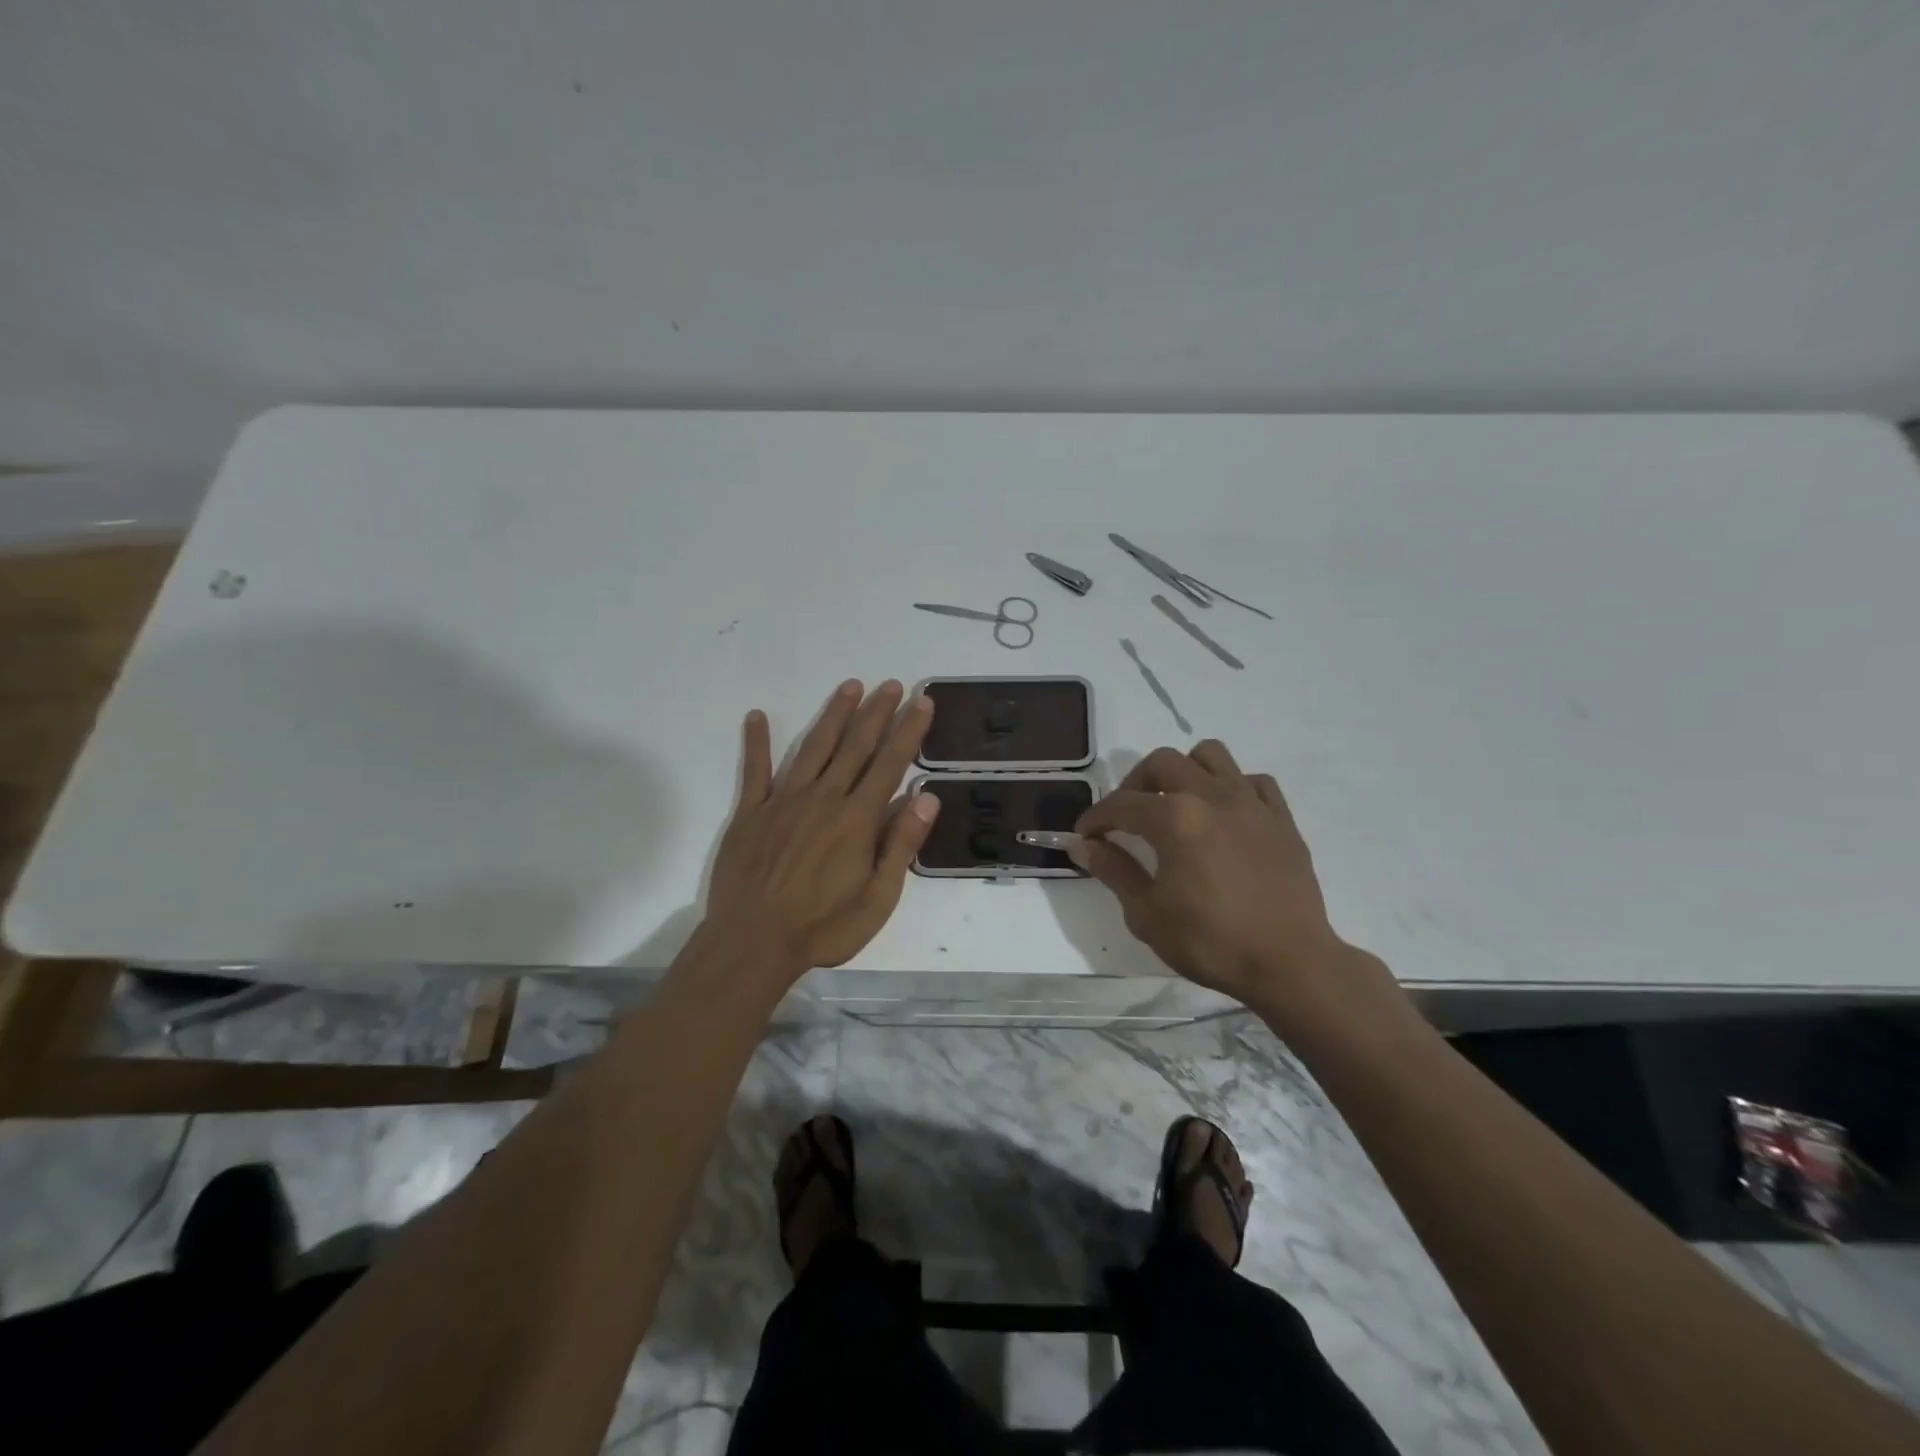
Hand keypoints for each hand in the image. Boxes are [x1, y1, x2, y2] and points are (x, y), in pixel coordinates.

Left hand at [707, 679, 939, 977]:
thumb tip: (927, 797)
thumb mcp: (879, 899)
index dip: (909, 731)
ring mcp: (784, 801)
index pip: (890, 763)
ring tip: (850, 686)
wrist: (753, 943)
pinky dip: (757, 742)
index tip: (922, 702)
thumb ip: (902, 845)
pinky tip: (757, 716)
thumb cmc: (824, 927)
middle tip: (892, 684)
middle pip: (855, 745)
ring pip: (814, 747)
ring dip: (833, 714)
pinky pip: (755, 770)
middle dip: (877, 712)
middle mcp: (824, 798)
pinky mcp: (751, 812)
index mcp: (857, 819)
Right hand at [1074, 742, 1399, 1019]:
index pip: (1121, 804)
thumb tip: (1082, 845)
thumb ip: (1114, 871)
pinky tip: (1224, 816)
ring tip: (1176, 803)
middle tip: (1127, 816)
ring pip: (1211, 755)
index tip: (1085, 835)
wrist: (1290, 963)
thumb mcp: (1147, 913)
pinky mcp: (1281, 817)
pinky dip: (1231, 788)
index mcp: (1175, 819)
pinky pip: (1253, 781)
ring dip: (1185, 771)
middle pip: (1163, 762)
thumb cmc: (1211, 942)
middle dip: (1135, 784)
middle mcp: (1211, 796)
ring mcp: (1251, 802)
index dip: (1096, 818)